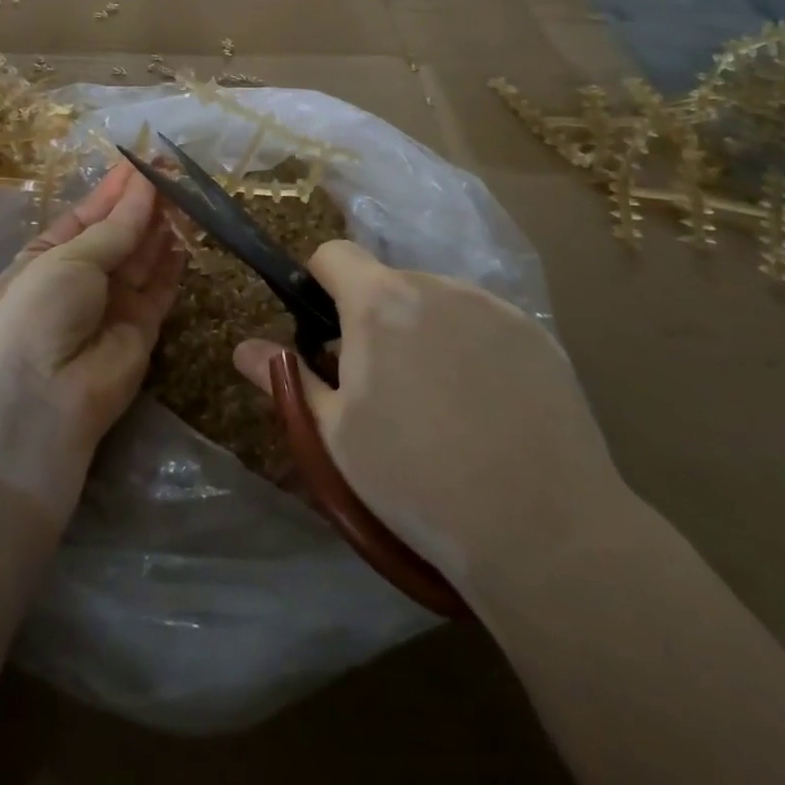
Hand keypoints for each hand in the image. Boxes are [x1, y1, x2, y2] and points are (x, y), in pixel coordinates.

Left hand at [0, 163, 184, 519]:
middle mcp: (83, 276)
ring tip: (189, 189)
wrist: (39, 402)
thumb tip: (144, 188)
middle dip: (146, 201)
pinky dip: (175, 257)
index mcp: (49, 254)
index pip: (91, 212)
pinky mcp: (144, 326)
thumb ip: (115, 228)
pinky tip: (191, 227)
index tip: (147, 159)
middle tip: (177, 169)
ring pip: (145, 254)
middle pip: (122, 231)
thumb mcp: (68, 259)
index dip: (118, 187)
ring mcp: (114, 302)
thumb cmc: (36, 313)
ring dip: (164, 223)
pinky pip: (163, 284)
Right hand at [232, 241, 633, 602]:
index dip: (319, 282)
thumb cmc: (416, 481)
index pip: (334, 253)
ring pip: (437, 301)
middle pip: (388, 281)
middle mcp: (436, 285)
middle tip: (382, 385)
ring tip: (440, 403)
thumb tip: (241, 346)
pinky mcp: (536, 334)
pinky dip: (471, 346)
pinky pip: (483, 322)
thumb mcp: (336, 435)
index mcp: (380, 302)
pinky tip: (487, 408)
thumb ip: (288, 378)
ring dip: (423, 330)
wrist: (543, 530)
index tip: (324, 332)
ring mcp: (492, 306)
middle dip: (373, 316)